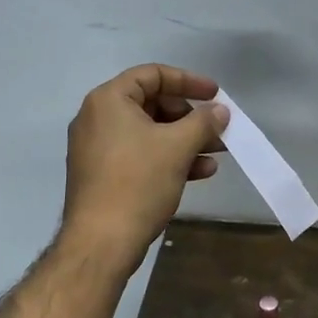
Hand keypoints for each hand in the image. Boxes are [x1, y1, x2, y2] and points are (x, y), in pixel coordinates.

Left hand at [61, 63, 228, 273]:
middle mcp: (98, 118)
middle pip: (152, 104)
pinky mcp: (102, 175)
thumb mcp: (177, 146)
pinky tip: (200, 172)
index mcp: (109, 101)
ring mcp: (97, 148)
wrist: (101, 243)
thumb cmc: (138, 182)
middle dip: (190, 117)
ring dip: (185, 140)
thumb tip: (220, 111)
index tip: (215, 94)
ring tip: (218, 152)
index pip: (153, 75)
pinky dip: (168, 158)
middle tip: (217, 129)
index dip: (188, 81)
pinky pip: (140, 155)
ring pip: (149, 133)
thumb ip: (203, 121)